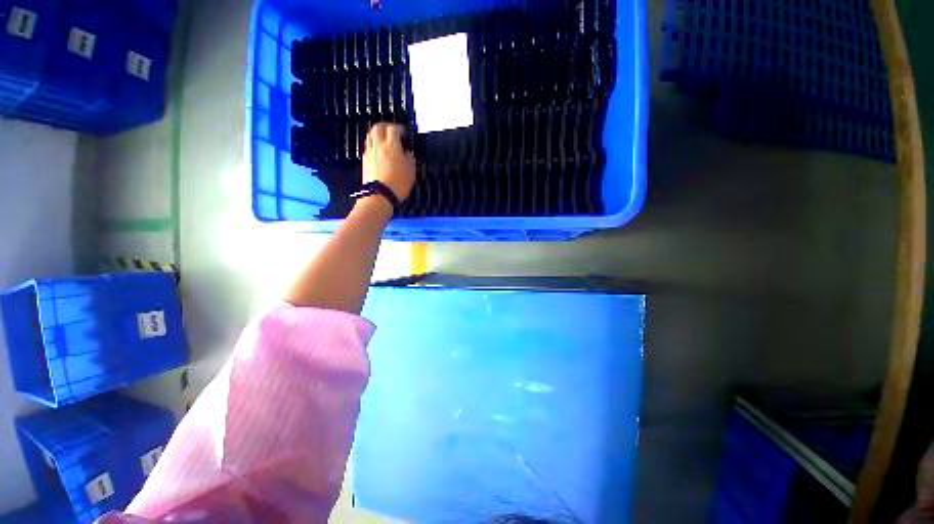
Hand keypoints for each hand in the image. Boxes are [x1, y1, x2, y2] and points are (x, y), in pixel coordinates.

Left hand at [363, 123, 415, 201]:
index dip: (399, 128)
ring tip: (383, 138)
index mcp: (392, 146)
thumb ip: (410, 158)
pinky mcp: (365, 161)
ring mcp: (370, 152)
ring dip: (377, 134)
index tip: (403, 131)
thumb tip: (407, 153)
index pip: (393, 129)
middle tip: (391, 129)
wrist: (380, 195)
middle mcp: (379, 146)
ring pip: (370, 135)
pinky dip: (373, 145)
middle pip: (378, 127)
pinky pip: (368, 147)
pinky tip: (378, 151)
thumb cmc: (398, 183)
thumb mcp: (411, 171)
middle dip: (385, 126)